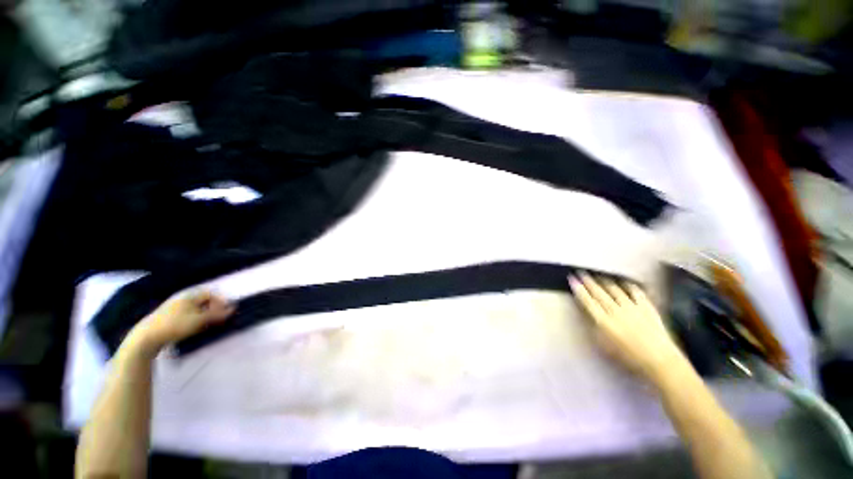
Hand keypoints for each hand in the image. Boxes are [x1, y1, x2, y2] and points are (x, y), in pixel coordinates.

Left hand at [132, 291, 234, 351]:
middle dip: (212, 309)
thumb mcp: (199, 320)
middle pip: (202, 300)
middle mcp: (182, 298)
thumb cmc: (176, 326)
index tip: (224, 313)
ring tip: (205, 325)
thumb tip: (233, 308)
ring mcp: (173, 307)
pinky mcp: (167, 317)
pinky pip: (186, 314)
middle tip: (216, 319)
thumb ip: (217, 314)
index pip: (211, 294)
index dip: (220, 302)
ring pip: (194, 308)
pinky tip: (192, 328)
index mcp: (189, 296)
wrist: (146, 337)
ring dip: (203, 315)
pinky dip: (193, 319)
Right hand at [569, 273, 685, 383]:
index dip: (578, 289)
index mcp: (603, 321)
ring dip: (604, 281)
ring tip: (598, 275)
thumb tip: (588, 315)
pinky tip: (625, 281)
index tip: (572, 279)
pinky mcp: (647, 307)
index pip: (587, 301)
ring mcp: (632, 307)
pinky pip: (636, 292)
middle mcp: (615, 311)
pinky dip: (629, 285)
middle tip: (580, 272)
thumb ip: (594, 329)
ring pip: (615, 290)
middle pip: (599, 293)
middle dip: (588, 281)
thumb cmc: (629, 358)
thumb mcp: (604, 347)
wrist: (660, 361)